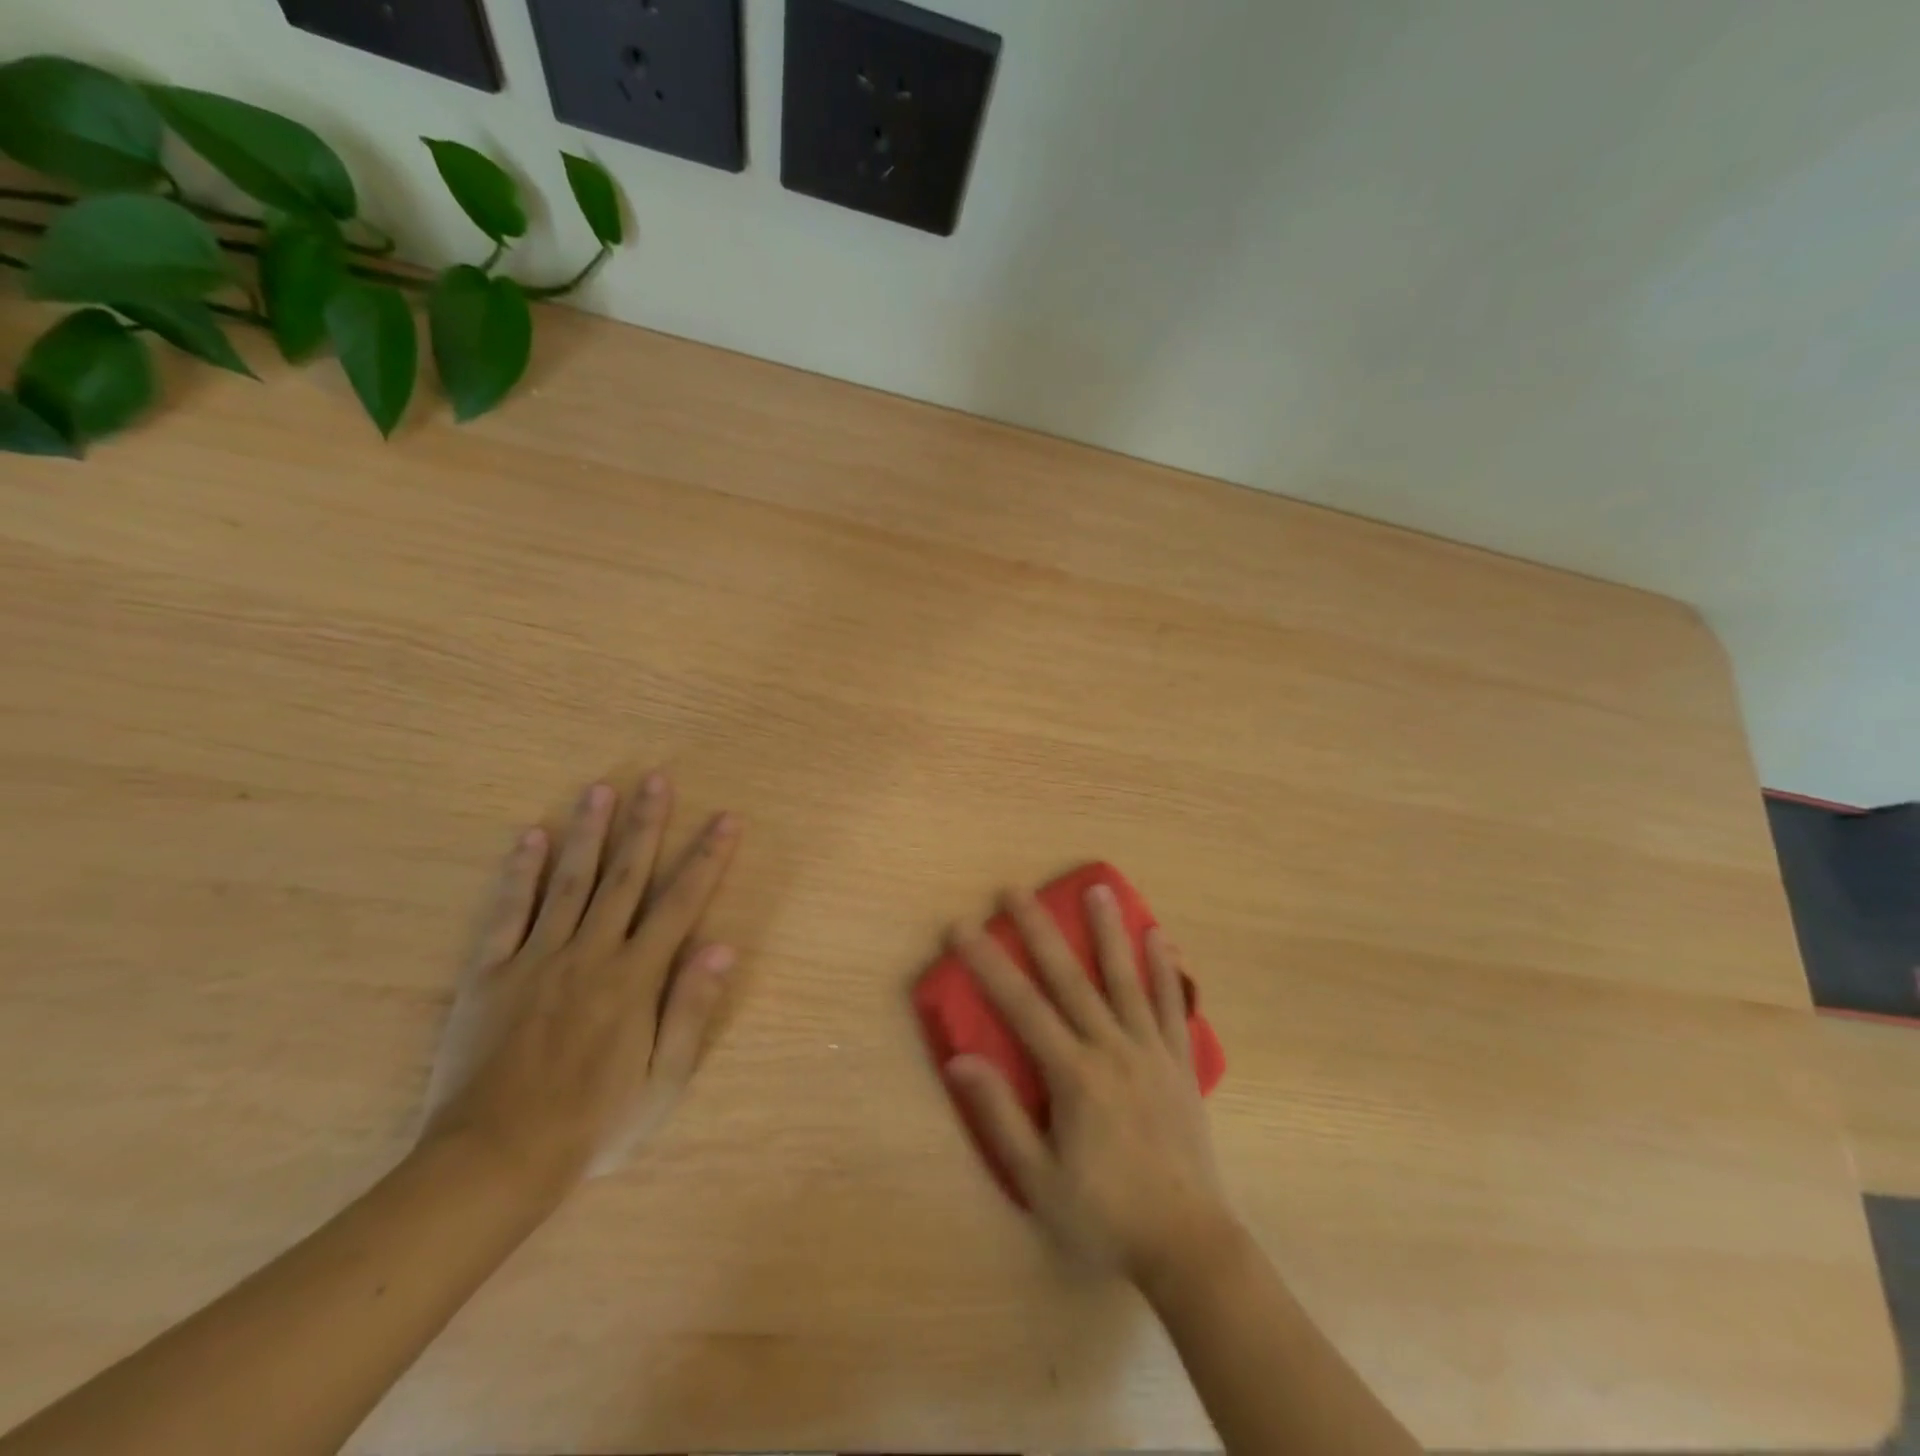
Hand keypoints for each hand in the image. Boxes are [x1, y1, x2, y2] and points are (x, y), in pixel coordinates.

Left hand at [420, 772, 741, 1195]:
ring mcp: (536, 958)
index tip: (726, 820)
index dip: (707, 858)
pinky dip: (518, 873)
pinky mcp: (490, 973)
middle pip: (626, 877)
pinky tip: (529, 837)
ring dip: (588, 832)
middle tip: (658, 779)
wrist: (493, 1163)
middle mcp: (591, 953)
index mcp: (635, 978)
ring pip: (569, 881)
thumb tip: (721, 946)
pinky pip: (507, 913)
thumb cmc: (592, 1125)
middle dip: (646, 825)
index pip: (681, 903)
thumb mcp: (662, 1082)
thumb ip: (691, 1010)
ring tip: (601, 789)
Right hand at [945, 884, 1235, 1283]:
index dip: (987, 963)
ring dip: (1109, 930)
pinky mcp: (1180, 1063)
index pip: (1021, 1006)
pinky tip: (1160, 936)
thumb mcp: (1039, 1180)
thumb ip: (999, 1116)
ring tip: (1100, 888)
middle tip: (1016, 889)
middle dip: (1038, 929)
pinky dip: (1166, 970)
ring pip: (1125, 978)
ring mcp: (1151, 1051)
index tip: (962, 926)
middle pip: (1069, 977)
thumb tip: (960, 1060)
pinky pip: (1173, 1006)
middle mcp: (1112, 1048)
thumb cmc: (1105, 1216)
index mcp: (1074, 1074)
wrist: (1188, 1245)